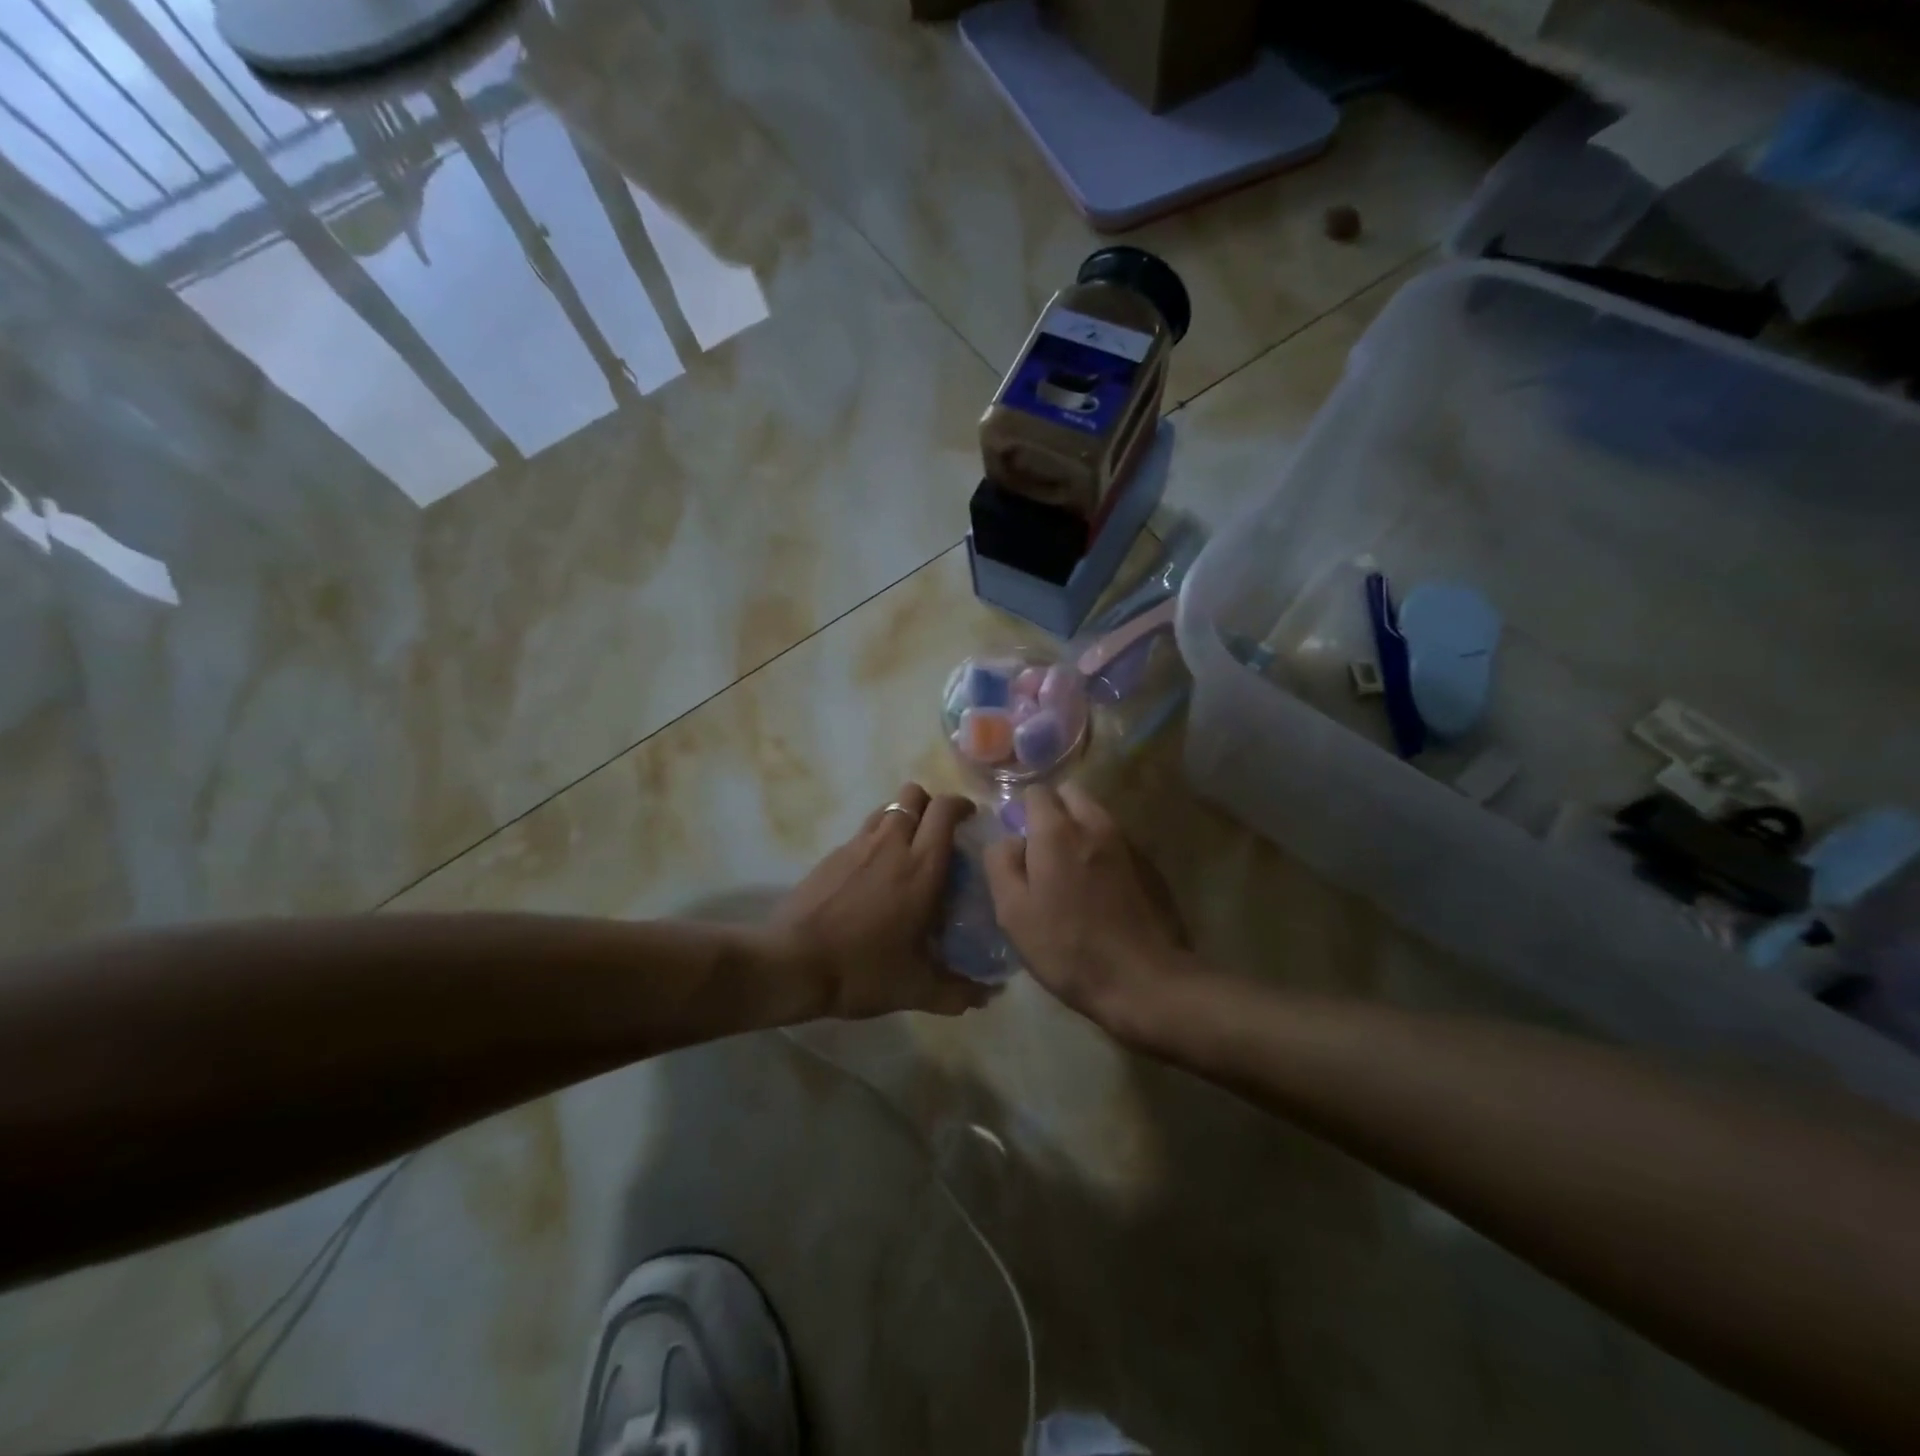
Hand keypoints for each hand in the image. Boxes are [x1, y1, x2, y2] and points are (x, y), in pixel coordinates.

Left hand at [771, 783, 992, 1019]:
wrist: (792, 964)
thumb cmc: (863, 970)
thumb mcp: (917, 989)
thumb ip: (958, 992)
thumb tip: (989, 996)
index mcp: (921, 866)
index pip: (946, 809)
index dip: (961, 805)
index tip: (971, 820)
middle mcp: (891, 843)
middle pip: (915, 794)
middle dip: (932, 805)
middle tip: (941, 834)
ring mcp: (857, 845)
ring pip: (887, 808)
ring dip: (903, 818)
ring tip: (908, 851)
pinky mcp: (832, 855)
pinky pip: (863, 832)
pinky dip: (876, 839)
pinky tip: (874, 874)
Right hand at [984, 783, 1191, 1036]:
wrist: (1142, 980)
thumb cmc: (1067, 947)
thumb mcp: (1013, 912)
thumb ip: (1001, 862)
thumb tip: (1007, 839)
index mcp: (1057, 831)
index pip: (1036, 792)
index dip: (1021, 811)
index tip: (1016, 841)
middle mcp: (1094, 823)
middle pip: (1069, 794)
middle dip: (1052, 810)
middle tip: (1039, 849)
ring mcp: (1125, 842)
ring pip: (1093, 814)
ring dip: (1077, 827)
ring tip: (1066, 870)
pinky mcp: (1146, 863)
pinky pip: (1113, 838)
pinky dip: (1099, 848)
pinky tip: (1094, 886)